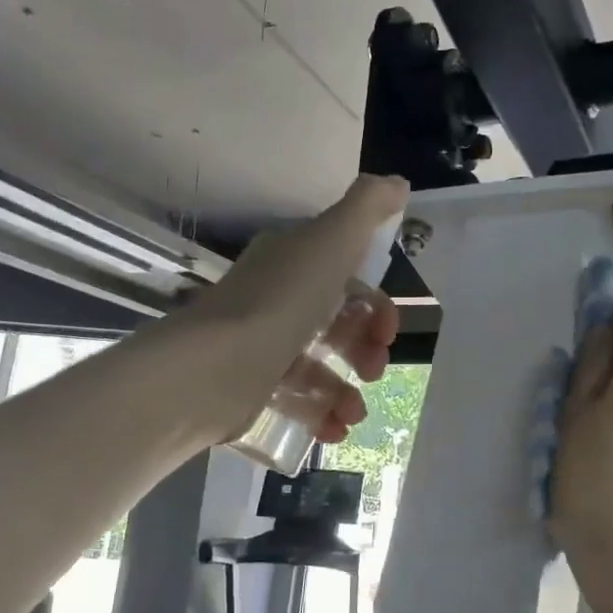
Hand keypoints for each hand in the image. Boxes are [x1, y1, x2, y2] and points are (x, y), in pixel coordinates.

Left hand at [183, 174, 408, 443]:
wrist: (214, 368)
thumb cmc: (282, 301)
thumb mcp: (331, 240)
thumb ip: (367, 208)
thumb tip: (398, 183)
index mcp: (292, 262)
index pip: (344, 278)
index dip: (375, 305)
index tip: (389, 331)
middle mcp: (274, 299)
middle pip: (334, 324)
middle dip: (364, 349)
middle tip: (374, 372)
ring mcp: (259, 346)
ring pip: (316, 367)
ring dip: (345, 390)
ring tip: (354, 412)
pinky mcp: (248, 389)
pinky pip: (293, 401)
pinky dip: (319, 414)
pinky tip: (334, 429)